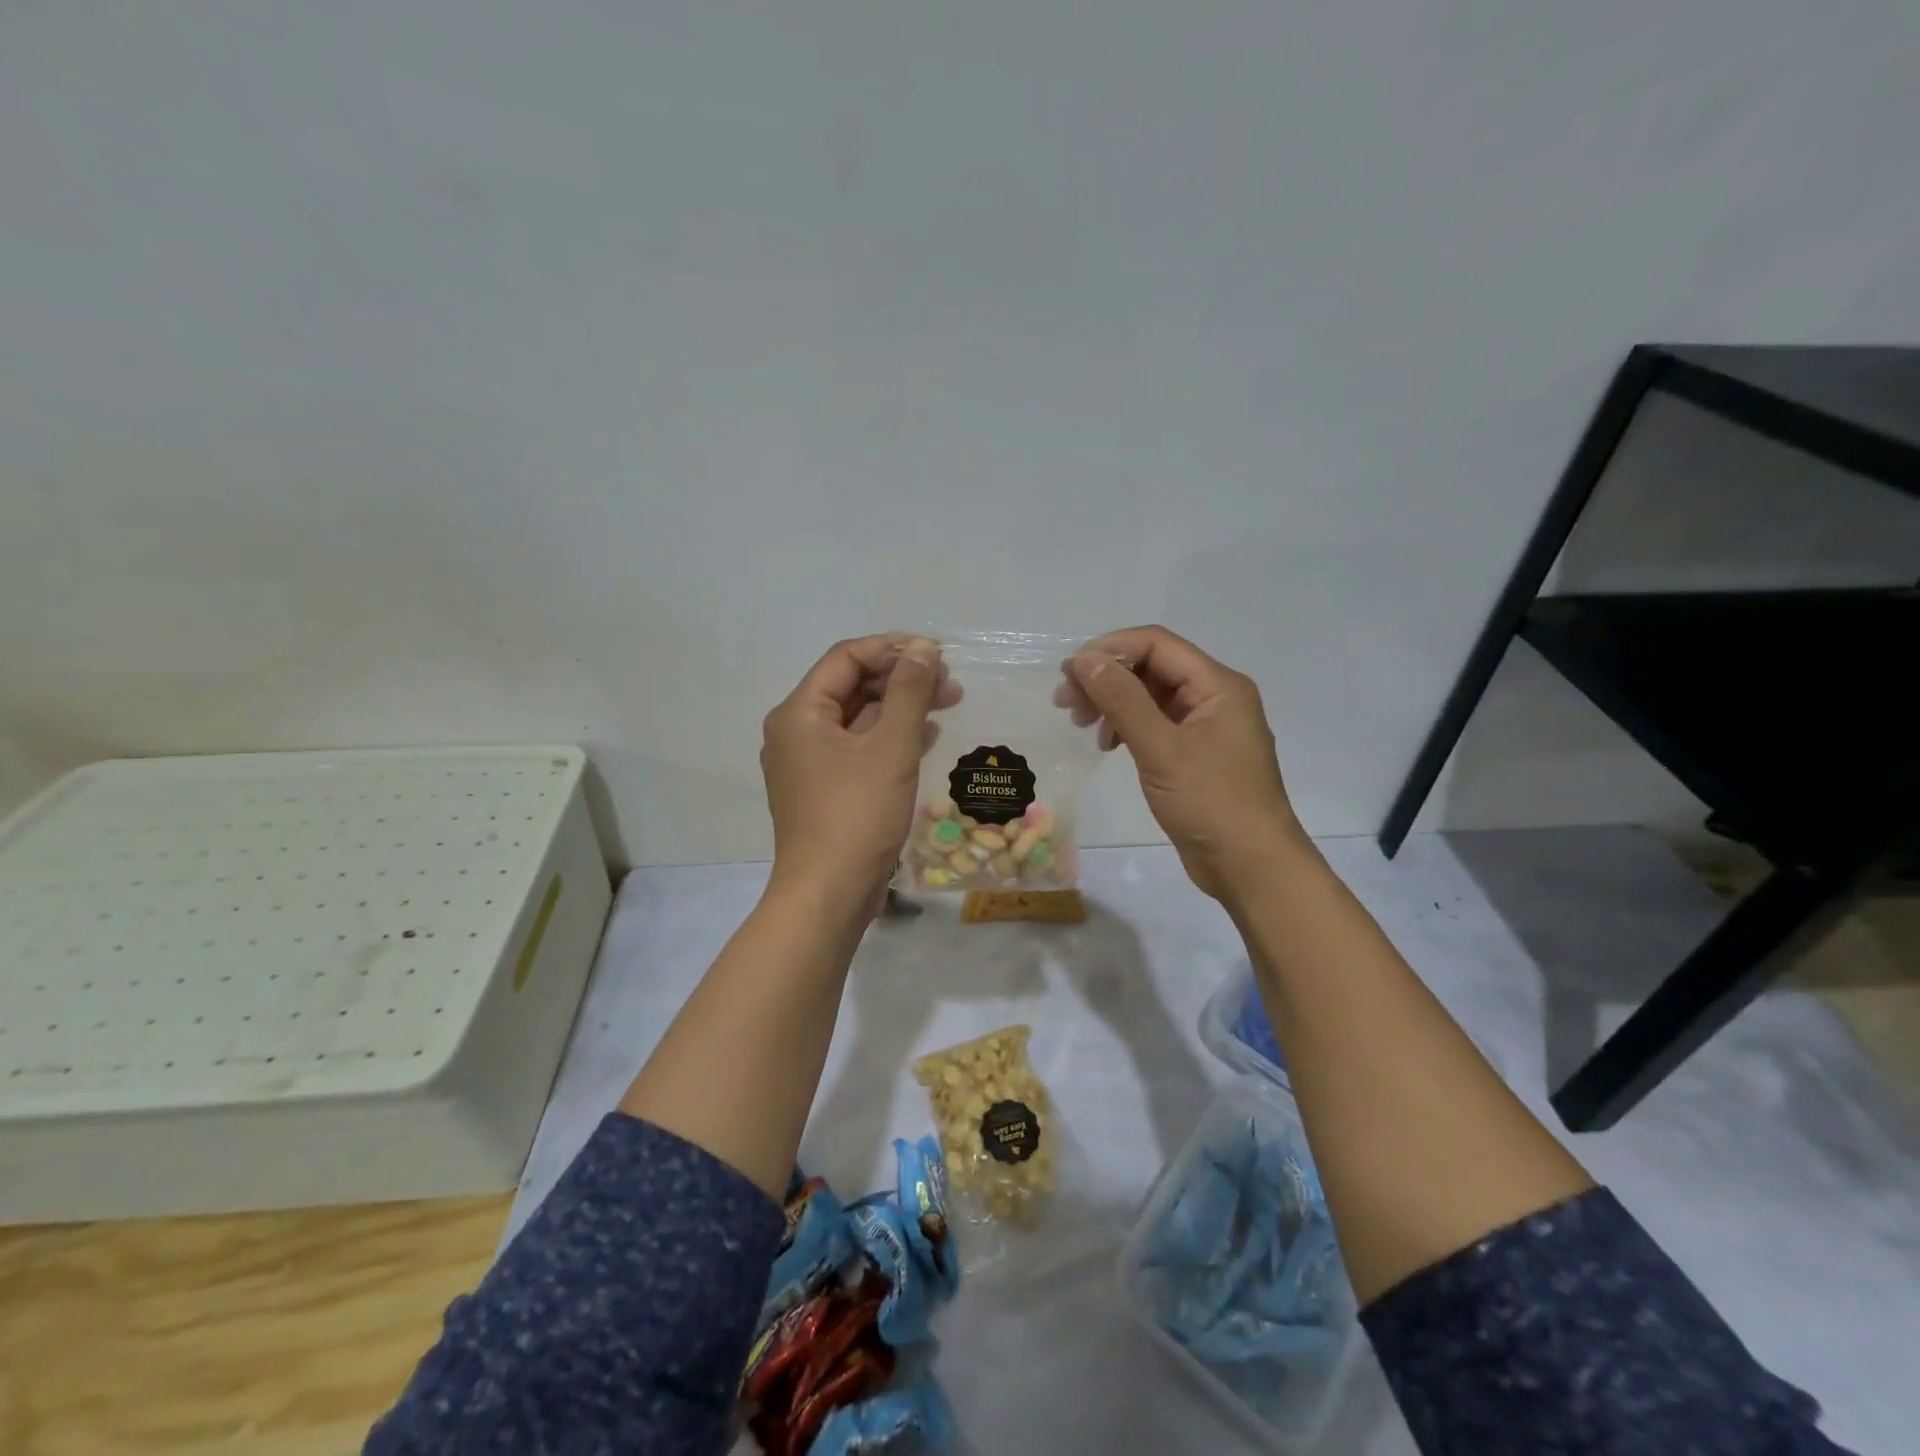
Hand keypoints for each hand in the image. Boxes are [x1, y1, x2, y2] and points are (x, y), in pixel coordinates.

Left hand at [761, 634, 956, 914]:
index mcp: (799, 713)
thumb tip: (924, 649)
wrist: (829, 895)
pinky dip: (889, 737)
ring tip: (947, 703)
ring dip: (900, 707)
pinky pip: (857, 748)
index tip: (937, 653)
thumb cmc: (857, 815)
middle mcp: (796, 731)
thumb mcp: (891, 747)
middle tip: (949, 683)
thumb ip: (909, 692)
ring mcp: (808, 763)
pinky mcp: (824, 789)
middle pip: (851, 686)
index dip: (892, 648)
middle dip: (901, 679)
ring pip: (857, 718)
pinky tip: (926, 737)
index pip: (846, 658)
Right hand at [1065, 625, 1304, 900]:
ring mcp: (1206, 727)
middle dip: (1107, 677)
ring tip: (1080, 723)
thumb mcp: (1161, 749)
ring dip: (1112, 702)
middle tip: (1065, 702)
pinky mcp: (1195, 755)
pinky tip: (1108, 744)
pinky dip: (1127, 726)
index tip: (1070, 673)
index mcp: (1218, 685)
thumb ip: (1123, 700)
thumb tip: (1085, 660)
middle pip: (1152, 667)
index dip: (1110, 649)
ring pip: (1151, 696)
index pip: (1157, 643)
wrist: (1251, 868)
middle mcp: (1215, 697)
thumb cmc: (1211, 804)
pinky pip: (1156, 724)